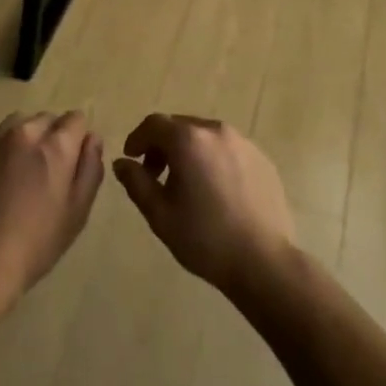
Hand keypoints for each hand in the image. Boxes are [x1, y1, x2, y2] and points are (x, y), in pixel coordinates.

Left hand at [0, 113, 104, 318]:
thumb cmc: (36, 242)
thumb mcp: (77, 212)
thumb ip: (90, 168)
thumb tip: (92, 138)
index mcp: (56, 145)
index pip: (76, 119)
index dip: (77, 139)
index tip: (69, 164)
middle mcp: (26, 131)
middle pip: (47, 120)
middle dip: (50, 138)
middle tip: (43, 174)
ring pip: (18, 123)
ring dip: (23, 139)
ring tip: (16, 172)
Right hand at [113, 115, 297, 301]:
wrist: (264, 262)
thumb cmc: (205, 238)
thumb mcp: (160, 214)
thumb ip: (136, 182)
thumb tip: (122, 163)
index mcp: (189, 140)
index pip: (154, 124)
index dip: (138, 138)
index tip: (131, 159)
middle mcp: (216, 131)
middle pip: (180, 126)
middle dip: (162, 145)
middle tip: (156, 175)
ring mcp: (243, 143)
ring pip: (205, 136)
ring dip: (189, 151)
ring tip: (187, 184)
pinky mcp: (262, 158)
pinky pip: (228, 149)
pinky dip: (213, 159)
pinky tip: (216, 191)